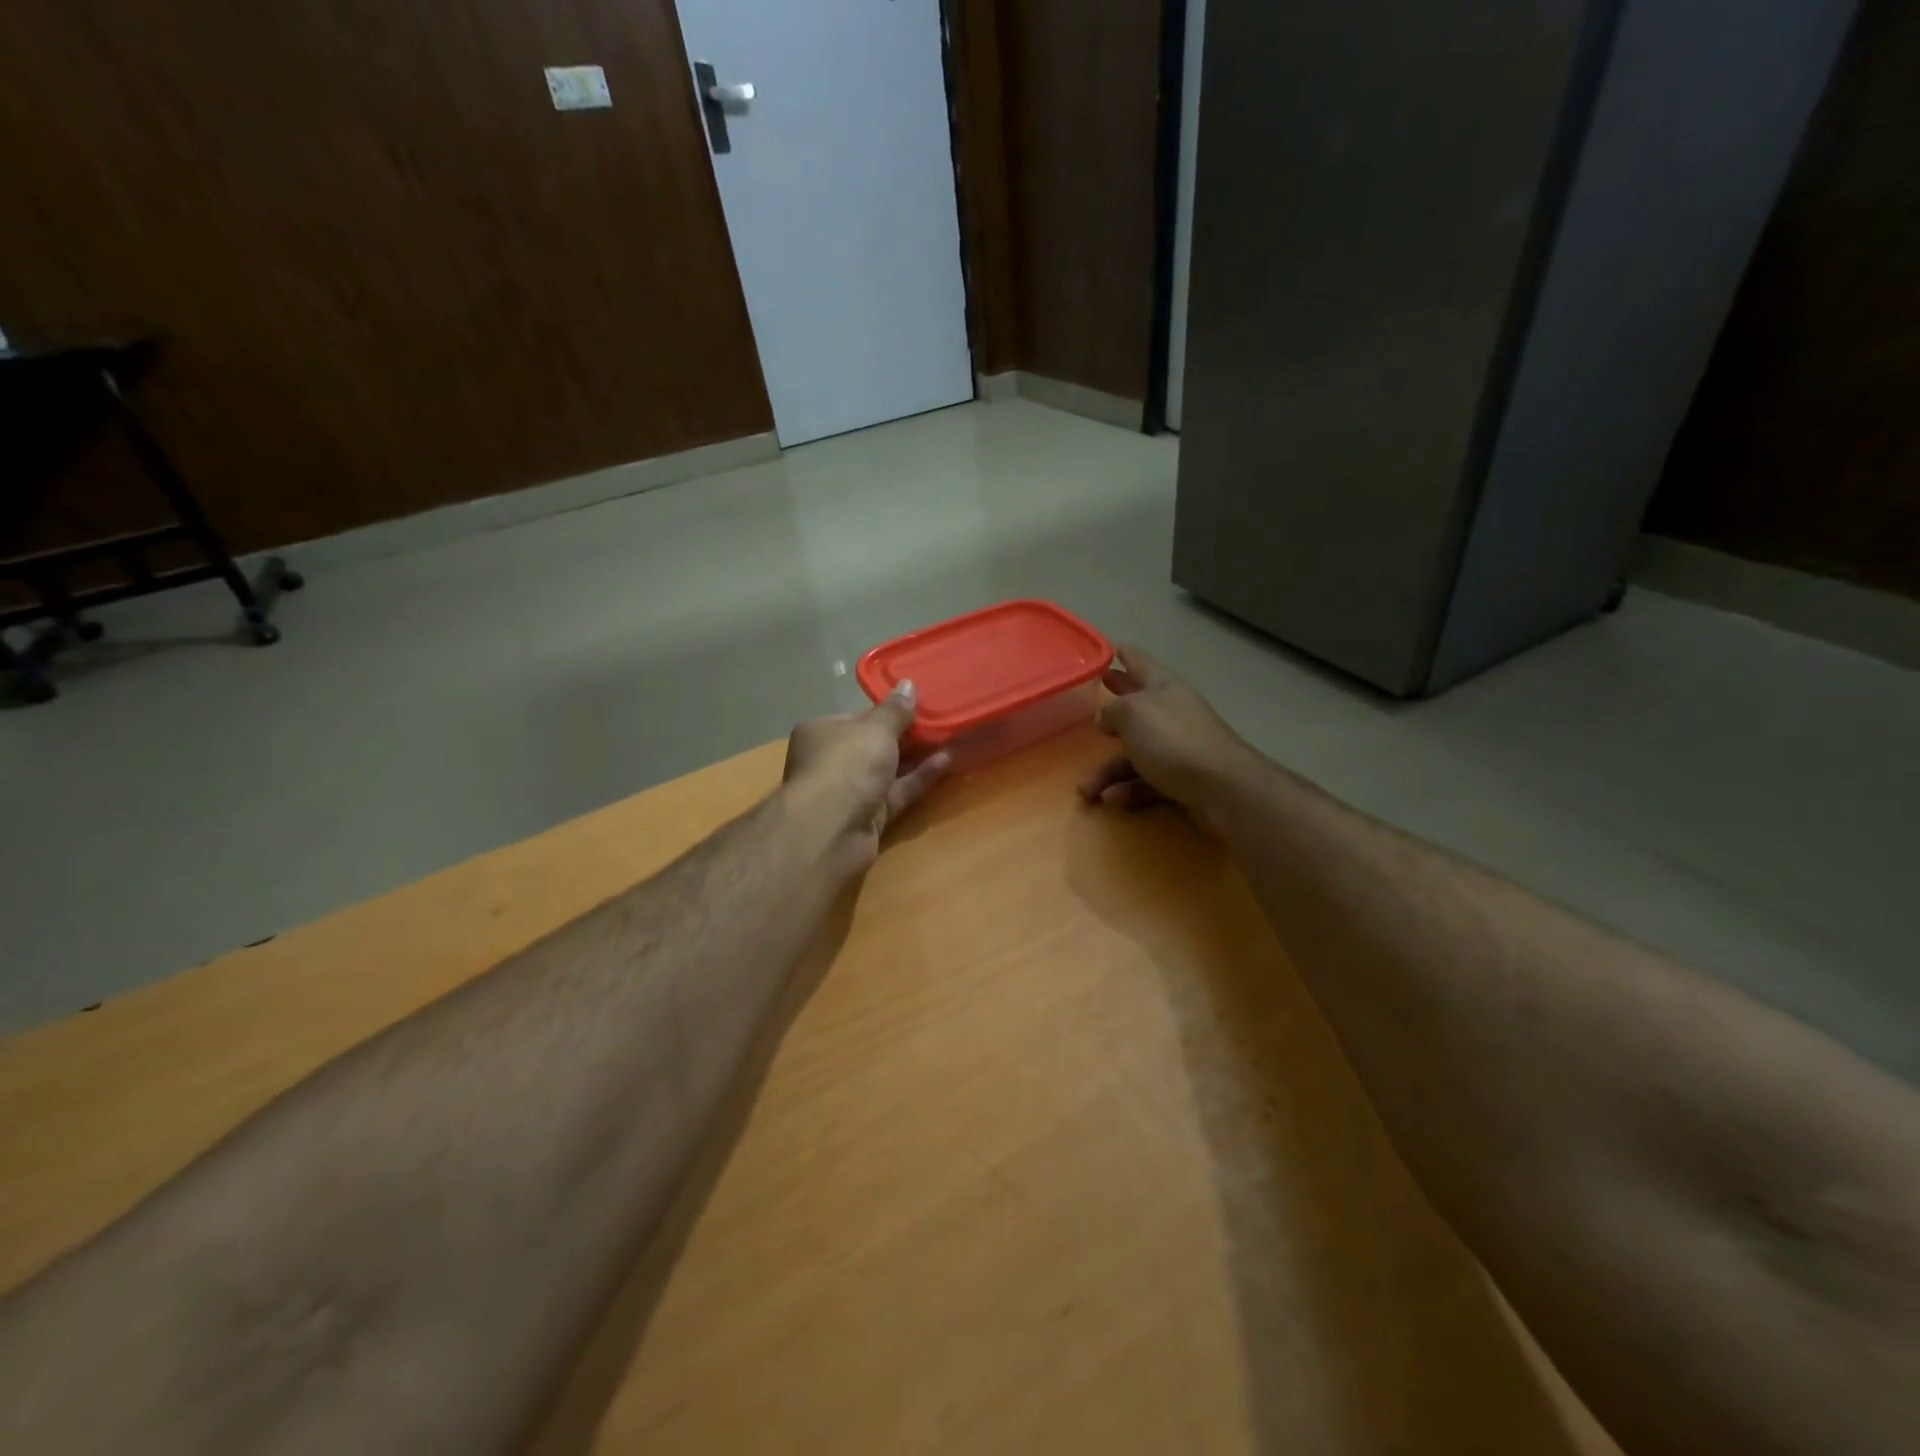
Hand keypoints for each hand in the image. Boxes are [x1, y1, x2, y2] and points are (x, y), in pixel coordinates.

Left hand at [783, 682, 950, 868]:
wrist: (832, 829)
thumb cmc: (847, 764)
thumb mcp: (876, 729)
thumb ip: (895, 711)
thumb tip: (908, 685)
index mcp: (821, 732)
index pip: (857, 717)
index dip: (887, 712)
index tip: (917, 705)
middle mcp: (831, 761)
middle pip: (873, 745)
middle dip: (905, 736)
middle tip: (939, 720)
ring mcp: (849, 792)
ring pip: (887, 771)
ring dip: (916, 757)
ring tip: (949, 738)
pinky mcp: (868, 817)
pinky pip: (897, 793)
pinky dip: (918, 779)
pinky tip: (946, 762)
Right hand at [1078, 646, 1254, 829]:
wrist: (1222, 787)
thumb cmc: (1172, 740)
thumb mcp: (1132, 714)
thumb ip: (1112, 710)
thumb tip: (1105, 717)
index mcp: (1162, 688)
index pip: (1140, 663)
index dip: (1124, 655)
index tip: (1112, 649)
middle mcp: (1170, 713)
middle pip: (1136, 708)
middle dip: (1113, 709)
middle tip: (1091, 706)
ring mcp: (1177, 747)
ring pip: (1135, 754)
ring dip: (1108, 771)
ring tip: (1086, 790)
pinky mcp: (1182, 779)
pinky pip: (1147, 781)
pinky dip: (1130, 790)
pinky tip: (1114, 800)